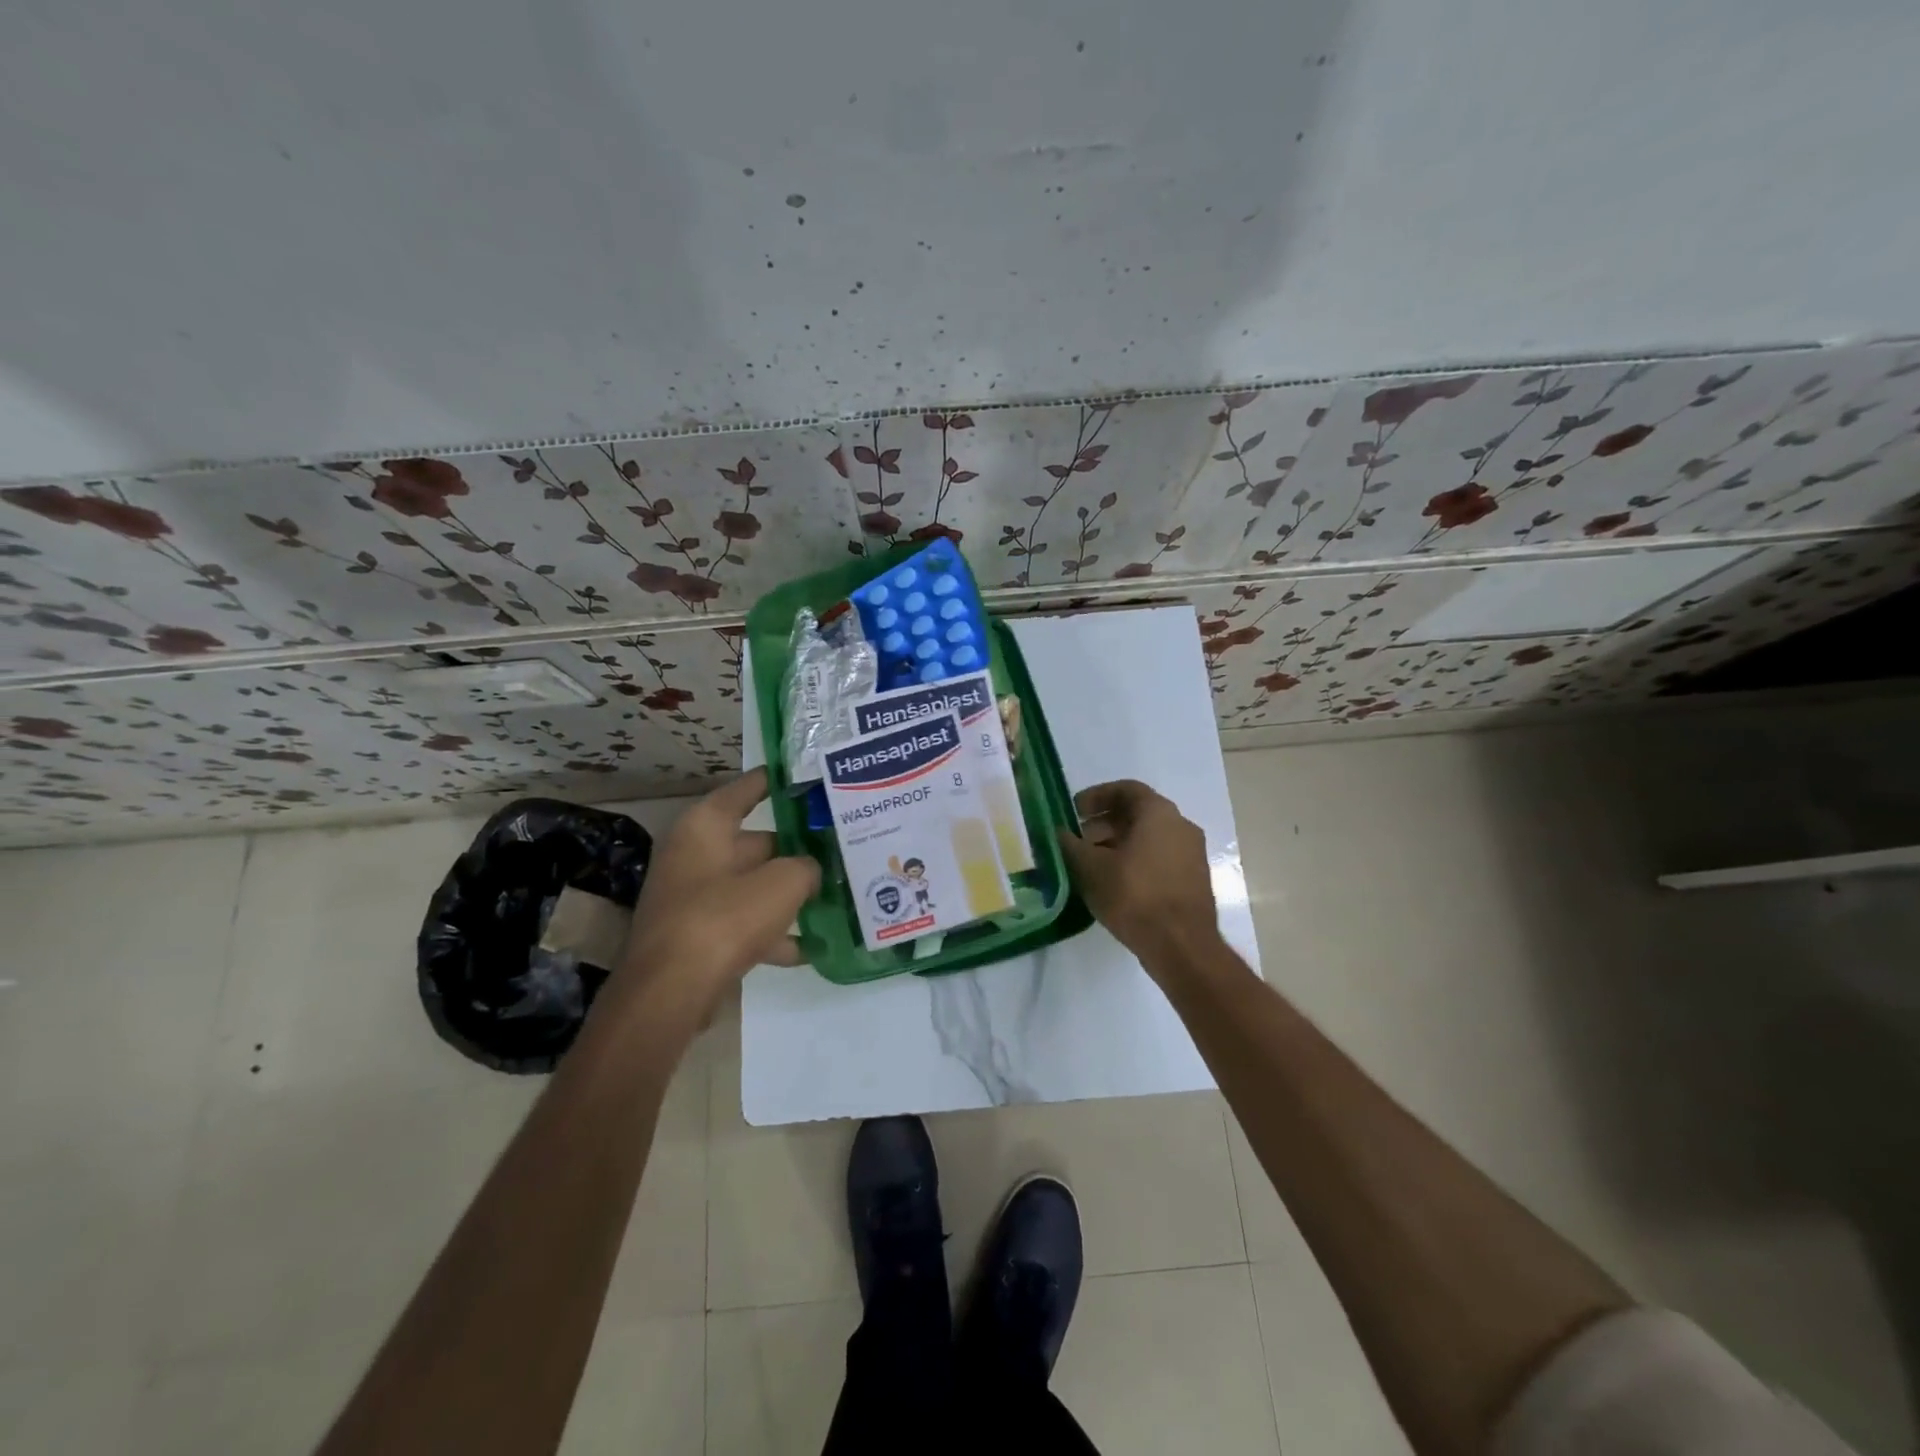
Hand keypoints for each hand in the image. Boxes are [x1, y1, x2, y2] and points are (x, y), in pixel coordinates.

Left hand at [615, 768, 819, 1024]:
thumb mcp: (782, 884)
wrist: (669, 994)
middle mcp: (695, 854)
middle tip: (840, 846)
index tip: (811, 777)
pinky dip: (774, 933)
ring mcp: (694, 897)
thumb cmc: (724, 919)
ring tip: (836, 893)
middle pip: (757, 841)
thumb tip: (811, 872)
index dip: (779, 781)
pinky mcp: (697, 936)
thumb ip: (806, 868)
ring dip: (789, 893)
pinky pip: (744, 924)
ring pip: (753, 885)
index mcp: (706, 826)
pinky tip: (812, 947)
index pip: (748, 789)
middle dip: (797, 848)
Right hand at [1058, 779, 1219, 967]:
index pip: (1126, 789)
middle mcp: (1181, 826)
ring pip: (1149, 838)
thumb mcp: (1090, 868)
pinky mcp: (1194, 880)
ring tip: (1091, 865)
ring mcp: (1192, 854)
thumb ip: (1070, 845)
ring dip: (1118, 845)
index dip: (1096, 796)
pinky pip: (1159, 859)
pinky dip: (1135, 862)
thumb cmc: (1134, 896)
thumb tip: (1058, 833)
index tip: (1074, 812)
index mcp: (1159, 813)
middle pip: (1138, 814)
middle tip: (1077, 841)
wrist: (1181, 946)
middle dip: (1104, 824)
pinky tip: (1114, 884)